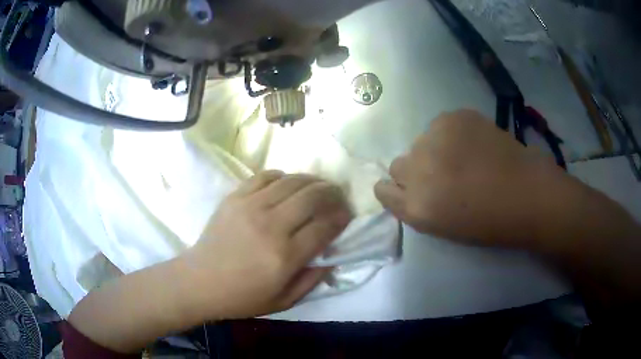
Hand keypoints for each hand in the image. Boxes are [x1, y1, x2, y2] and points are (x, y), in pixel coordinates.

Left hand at [184, 171, 351, 318]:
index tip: (346, 215)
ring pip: (292, 181)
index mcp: (285, 256)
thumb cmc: (242, 297)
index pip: (325, 226)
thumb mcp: (284, 301)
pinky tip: (287, 185)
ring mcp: (250, 207)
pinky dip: (282, 177)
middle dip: (332, 193)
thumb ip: (313, 279)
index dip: (341, 217)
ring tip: (318, 187)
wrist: (200, 281)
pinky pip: (265, 176)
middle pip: (312, 196)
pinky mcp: (235, 197)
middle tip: (337, 197)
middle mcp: (271, 225)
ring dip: (312, 181)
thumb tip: (333, 256)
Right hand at [374, 110, 567, 246]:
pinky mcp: (453, 117)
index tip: (411, 190)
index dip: (396, 190)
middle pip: (398, 164)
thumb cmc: (488, 221)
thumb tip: (404, 185)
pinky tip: (473, 144)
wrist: (527, 193)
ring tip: (464, 159)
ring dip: (433, 151)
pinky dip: (450, 135)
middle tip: (444, 175)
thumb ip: (415, 206)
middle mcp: (417, 170)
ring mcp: (435, 139)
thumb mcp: (442, 226)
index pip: (383, 189)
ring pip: (419, 142)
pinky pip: (439, 126)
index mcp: (415, 207)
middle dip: (415, 171)